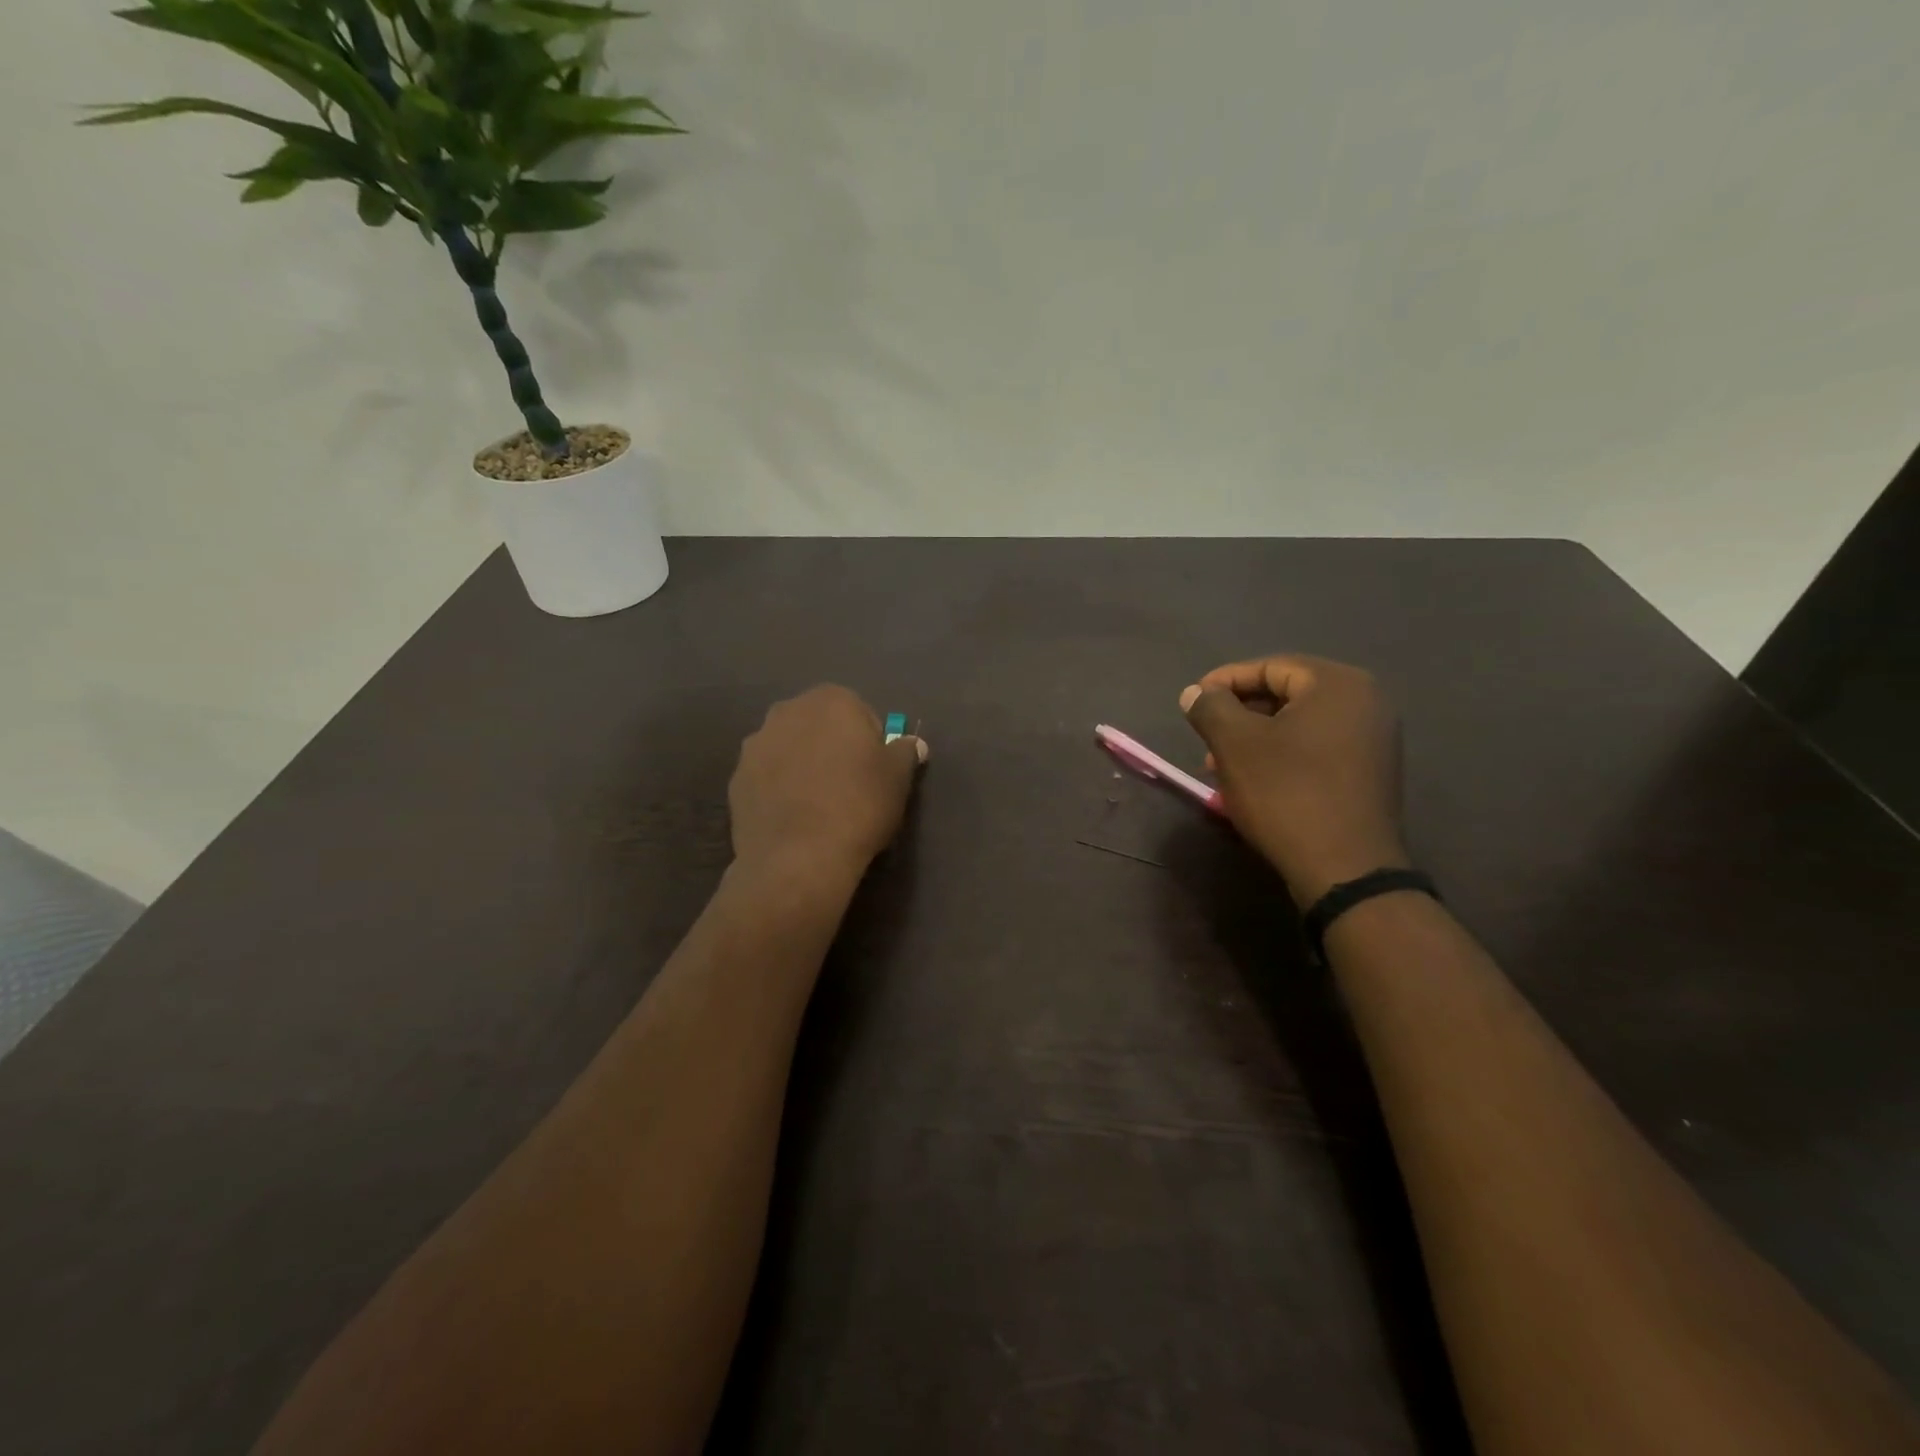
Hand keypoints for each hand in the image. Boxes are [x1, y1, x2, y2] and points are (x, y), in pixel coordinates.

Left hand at [729, 686, 926, 884]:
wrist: (798, 858)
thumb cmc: (859, 805)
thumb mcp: (898, 778)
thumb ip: (905, 752)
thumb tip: (911, 744)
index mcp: (831, 700)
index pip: (860, 713)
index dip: (871, 743)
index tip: (875, 772)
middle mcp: (787, 711)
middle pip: (819, 726)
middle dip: (832, 748)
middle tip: (849, 787)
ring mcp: (756, 745)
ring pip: (790, 749)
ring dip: (802, 766)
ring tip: (818, 806)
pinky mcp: (736, 779)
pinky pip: (767, 777)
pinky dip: (779, 790)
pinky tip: (794, 819)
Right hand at [1180, 655, 1407, 907]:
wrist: (1344, 869)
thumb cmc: (1286, 793)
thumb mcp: (1234, 744)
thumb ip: (1211, 707)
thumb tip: (1195, 693)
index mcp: (1338, 684)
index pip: (1270, 667)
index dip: (1224, 681)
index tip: (1192, 703)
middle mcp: (1366, 703)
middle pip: (1287, 694)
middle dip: (1239, 714)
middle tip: (1205, 737)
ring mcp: (1374, 740)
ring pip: (1299, 725)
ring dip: (1255, 739)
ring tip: (1221, 766)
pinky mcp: (1370, 774)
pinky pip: (1317, 749)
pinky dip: (1281, 756)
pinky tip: (1254, 782)